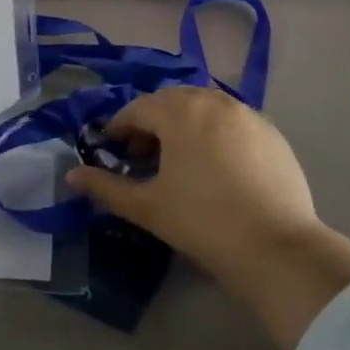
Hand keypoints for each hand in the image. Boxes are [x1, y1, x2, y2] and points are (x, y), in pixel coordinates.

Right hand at [66, 86, 349, 349]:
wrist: (278, 249)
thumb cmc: (203, 223)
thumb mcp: (147, 207)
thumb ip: (106, 188)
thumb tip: (72, 176)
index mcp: (181, 112)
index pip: (138, 109)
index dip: (119, 128)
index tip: (111, 150)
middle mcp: (214, 102)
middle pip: (172, 101)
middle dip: (152, 122)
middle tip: (143, 155)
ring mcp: (248, 115)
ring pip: (204, 107)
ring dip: (184, 123)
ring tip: (179, 158)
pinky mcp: (272, 133)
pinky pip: (232, 121)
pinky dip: (214, 132)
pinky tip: (216, 165)